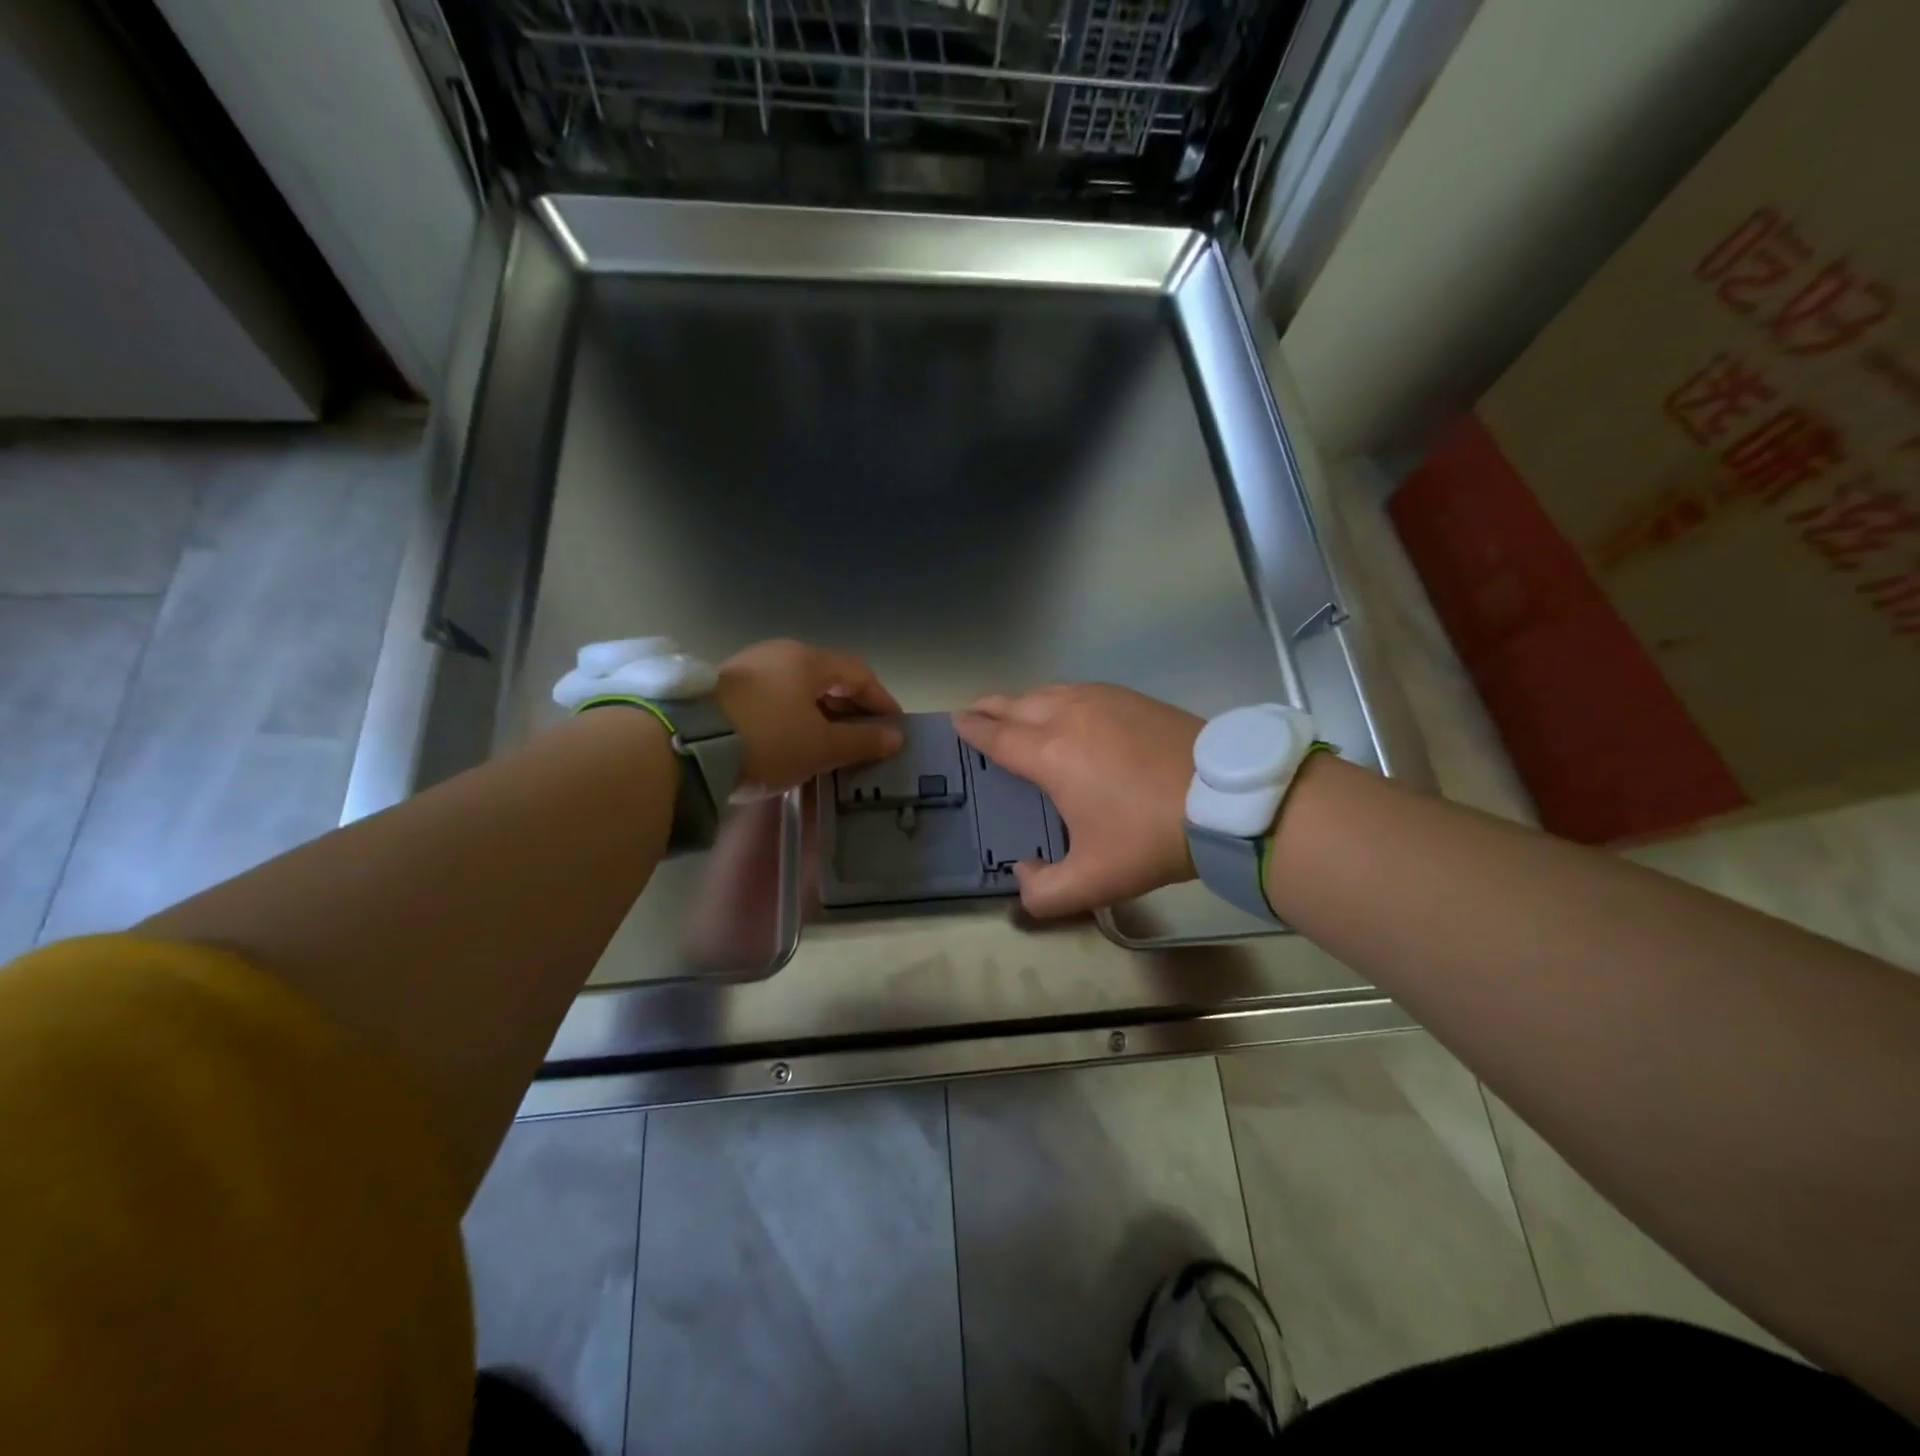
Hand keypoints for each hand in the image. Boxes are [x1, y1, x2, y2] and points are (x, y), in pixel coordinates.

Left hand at [716, 640, 902, 792]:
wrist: (686, 745)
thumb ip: (861, 741)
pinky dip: (792, 717)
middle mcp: (780, 654)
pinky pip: (773, 699)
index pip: (859, 673)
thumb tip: (895, 737)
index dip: (881, 700)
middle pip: (827, 678)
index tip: (894, 727)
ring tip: (829, 744)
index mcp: (808, 660)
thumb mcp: (821, 746)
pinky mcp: (723, 689)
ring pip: (798, 689)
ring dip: (820, 713)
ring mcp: (748, 668)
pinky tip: (792, 741)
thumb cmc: (769, 739)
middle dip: (850, 707)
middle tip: (863, 737)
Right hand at [953, 684, 1201, 917]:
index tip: (957, 721)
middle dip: (990, 707)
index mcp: (1049, 755)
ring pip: (1048, 691)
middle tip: (974, 710)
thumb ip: (1045, 893)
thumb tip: (1021, 876)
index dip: (974, 730)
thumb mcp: (1094, 881)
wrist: (1223, 799)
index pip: (998, 737)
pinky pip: (1079, 689)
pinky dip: (1057, 694)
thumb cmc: (1150, 837)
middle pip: (1016, 705)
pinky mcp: (1131, 697)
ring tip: (1013, 708)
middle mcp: (1068, 717)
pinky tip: (1065, 705)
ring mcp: (1102, 701)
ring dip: (1023, 699)